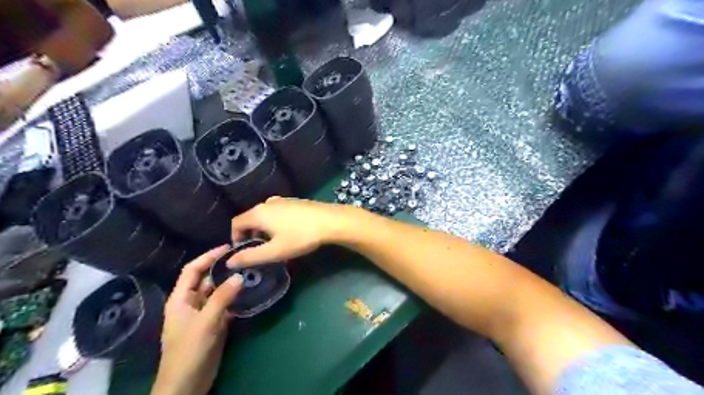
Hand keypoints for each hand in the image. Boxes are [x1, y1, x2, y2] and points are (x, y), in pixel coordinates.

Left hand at [152, 245, 245, 394]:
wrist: (187, 384)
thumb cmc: (189, 351)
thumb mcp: (206, 322)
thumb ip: (222, 298)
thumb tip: (240, 276)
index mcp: (181, 299)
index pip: (192, 270)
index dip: (207, 256)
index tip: (227, 247)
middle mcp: (192, 303)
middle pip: (207, 279)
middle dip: (223, 269)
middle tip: (245, 259)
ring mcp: (204, 314)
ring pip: (218, 292)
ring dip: (232, 283)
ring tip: (251, 272)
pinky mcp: (215, 324)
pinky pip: (226, 305)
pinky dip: (236, 298)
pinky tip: (250, 292)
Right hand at [229, 197, 358, 267]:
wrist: (331, 221)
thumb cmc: (301, 236)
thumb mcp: (275, 251)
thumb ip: (250, 257)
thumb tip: (229, 261)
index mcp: (258, 213)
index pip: (235, 224)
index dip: (235, 238)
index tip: (245, 252)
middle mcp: (267, 202)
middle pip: (250, 218)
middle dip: (251, 235)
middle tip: (261, 250)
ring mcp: (282, 200)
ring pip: (264, 215)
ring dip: (264, 229)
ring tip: (275, 244)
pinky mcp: (294, 201)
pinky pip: (276, 212)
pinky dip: (275, 223)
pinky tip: (288, 233)